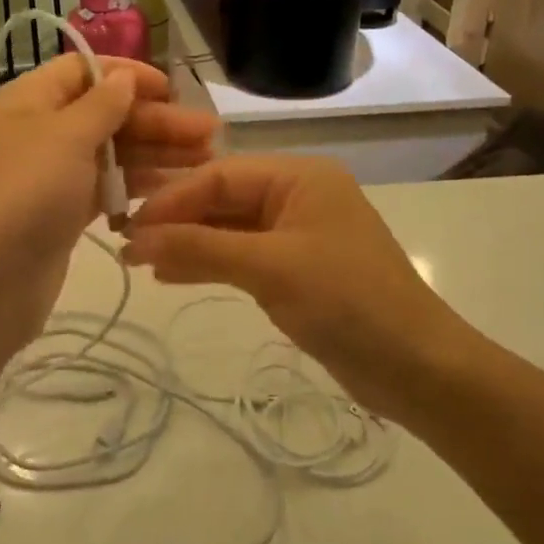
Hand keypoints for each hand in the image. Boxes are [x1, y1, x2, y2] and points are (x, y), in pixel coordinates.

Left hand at [0, 55, 217, 363]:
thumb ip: (101, 104)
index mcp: (29, 100)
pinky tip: (173, 191)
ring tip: (204, 162)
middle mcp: (38, 131)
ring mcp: (50, 176)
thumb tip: (123, 77)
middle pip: (104, 113)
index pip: (83, 70)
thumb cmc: (24, 195)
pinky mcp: (61, 214)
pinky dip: (135, 186)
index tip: (173, 90)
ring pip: (110, 153)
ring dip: (154, 153)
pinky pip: (105, 188)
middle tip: (209, 134)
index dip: (128, 74)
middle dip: (155, 120)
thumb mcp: (65, 138)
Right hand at [120, 156, 478, 412]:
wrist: (416, 367)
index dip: (172, 199)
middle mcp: (297, 195)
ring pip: (228, 228)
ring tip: (140, 262)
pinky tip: (172, 274)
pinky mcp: (295, 268)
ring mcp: (296, 233)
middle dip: (176, 221)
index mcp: (299, 176)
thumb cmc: (347, 302)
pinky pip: (241, 255)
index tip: (129, 225)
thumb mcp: (269, 268)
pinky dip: (209, 263)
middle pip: (222, 198)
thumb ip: (200, 247)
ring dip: (187, 243)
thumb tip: (136, 238)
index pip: (219, 176)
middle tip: (127, 244)